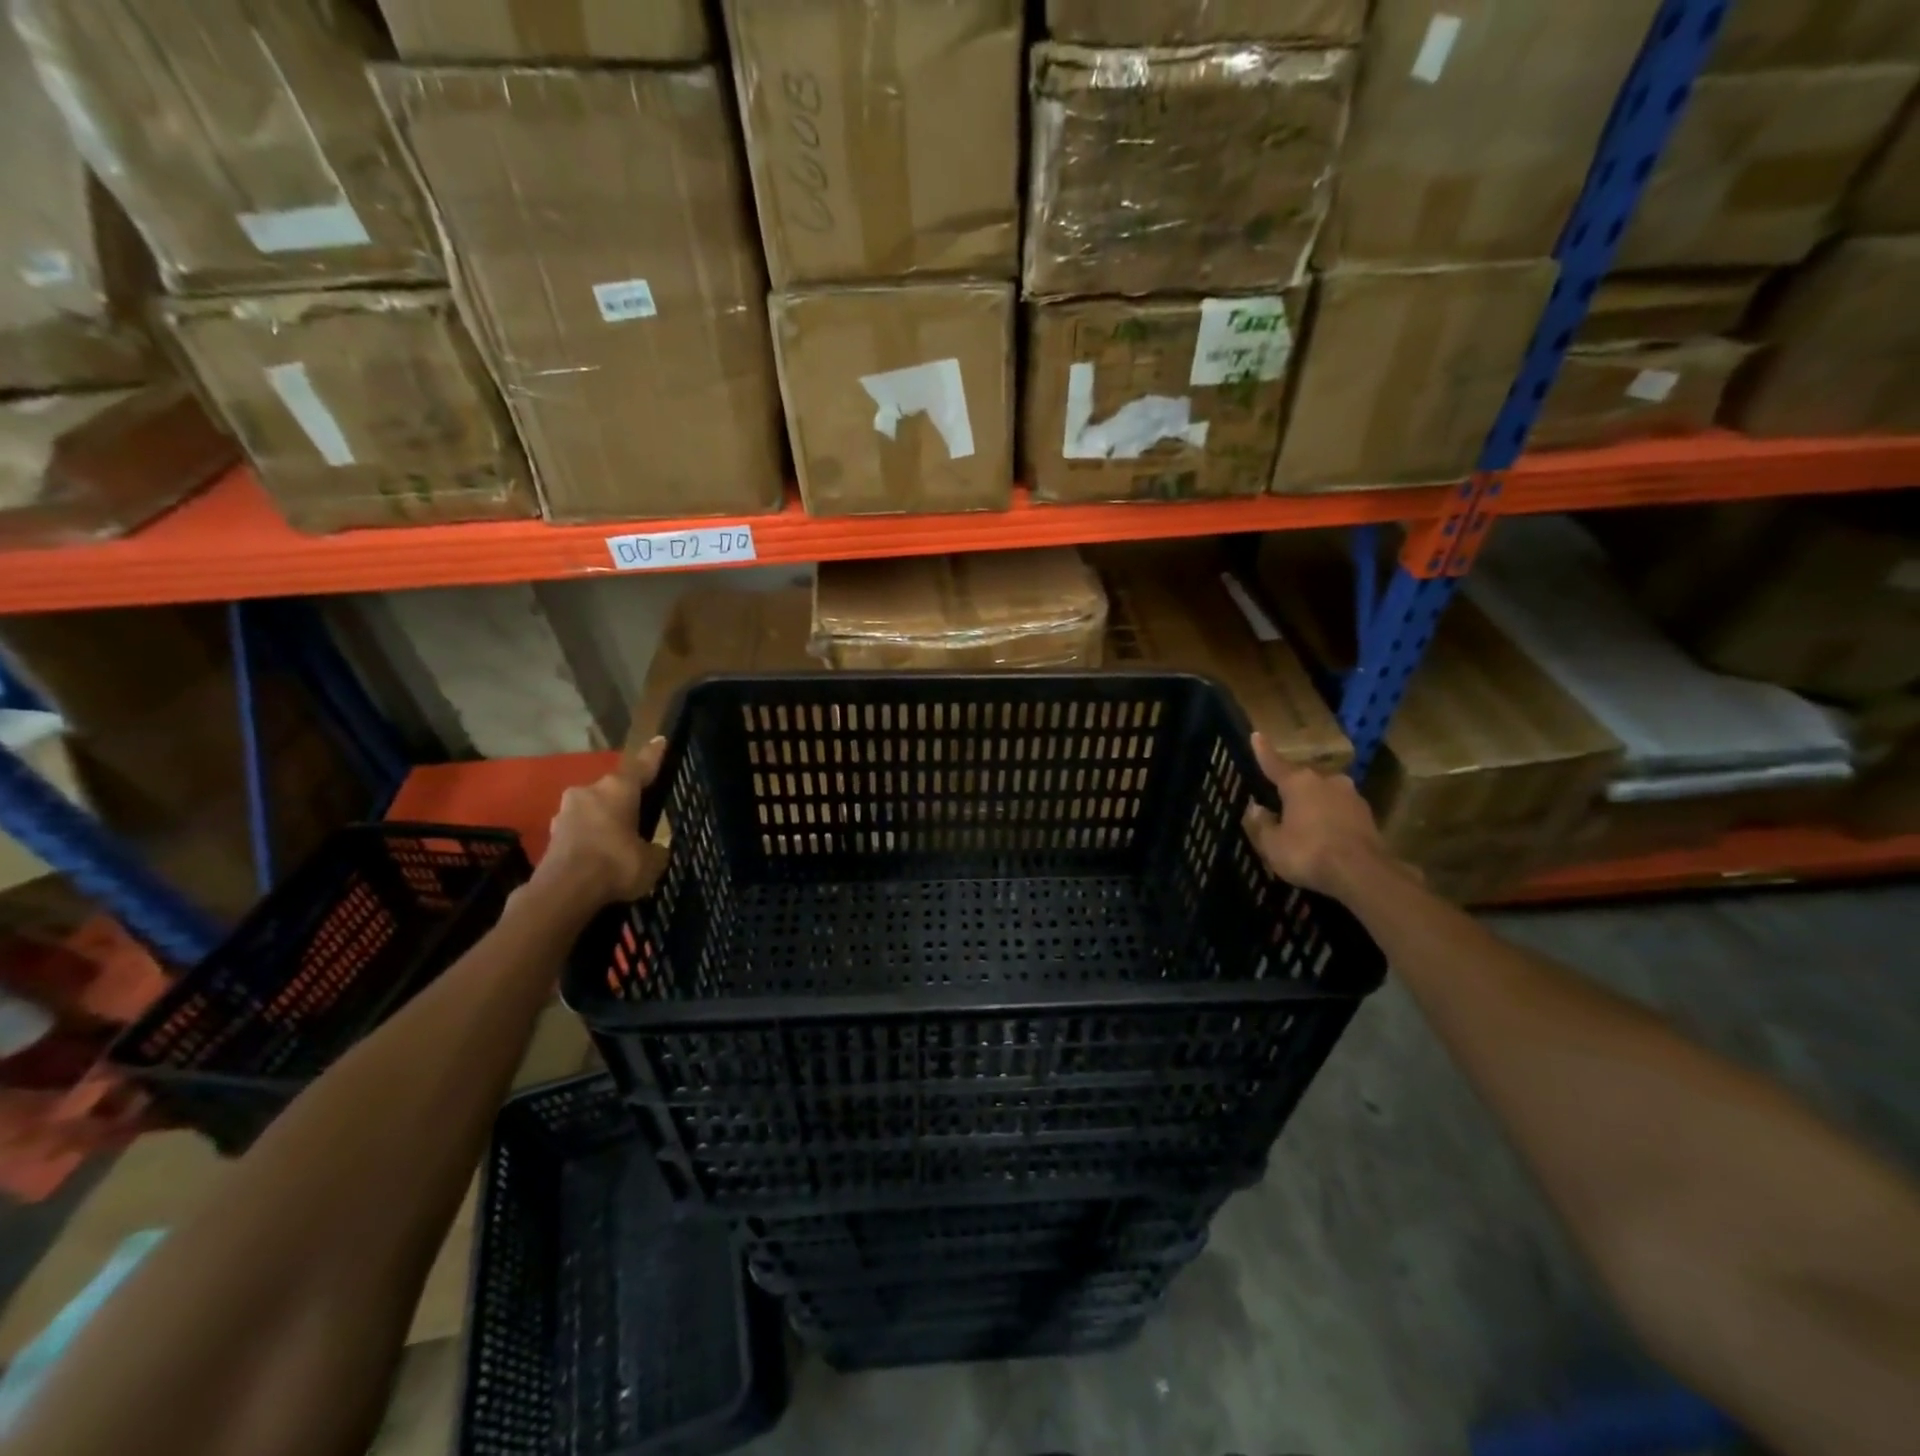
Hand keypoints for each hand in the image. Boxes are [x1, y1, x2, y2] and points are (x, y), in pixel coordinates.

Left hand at [533, 737, 669, 909]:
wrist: (564, 892)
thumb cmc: (617, 865)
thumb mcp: (652, 860)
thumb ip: (655, 849)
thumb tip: (652, 850)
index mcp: (619, 788)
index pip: (642, 766)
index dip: (653, 755)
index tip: (660, 741)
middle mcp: (590, 791)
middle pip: (613, 789)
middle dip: (625, 799)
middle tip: (639, 813)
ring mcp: (566, 812)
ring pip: (593, 809)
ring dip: (604, 820)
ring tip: (618, 840)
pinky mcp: (552, 835)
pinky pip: (580, 830)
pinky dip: (590, 839)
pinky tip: (598, 857)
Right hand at [1241, 733, 1401, 900]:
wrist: (1363, 873)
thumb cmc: (1308, 853)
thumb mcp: (1272, 844)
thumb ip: (1261, 824)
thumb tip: (1256, 808)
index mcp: (1298, 782)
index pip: (1274, 763)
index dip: (1263, 751)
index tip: (1257, 735)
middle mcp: (1326, 780)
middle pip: (1302, 779)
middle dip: (1291, 788)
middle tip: (1280, 801)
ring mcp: (1351, 796)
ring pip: (1324, 794)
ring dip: (1313, 803)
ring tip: (1304, 821)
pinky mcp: (1368, 815)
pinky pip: (1340, 810)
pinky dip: (1330, 818)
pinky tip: (1325, 834)